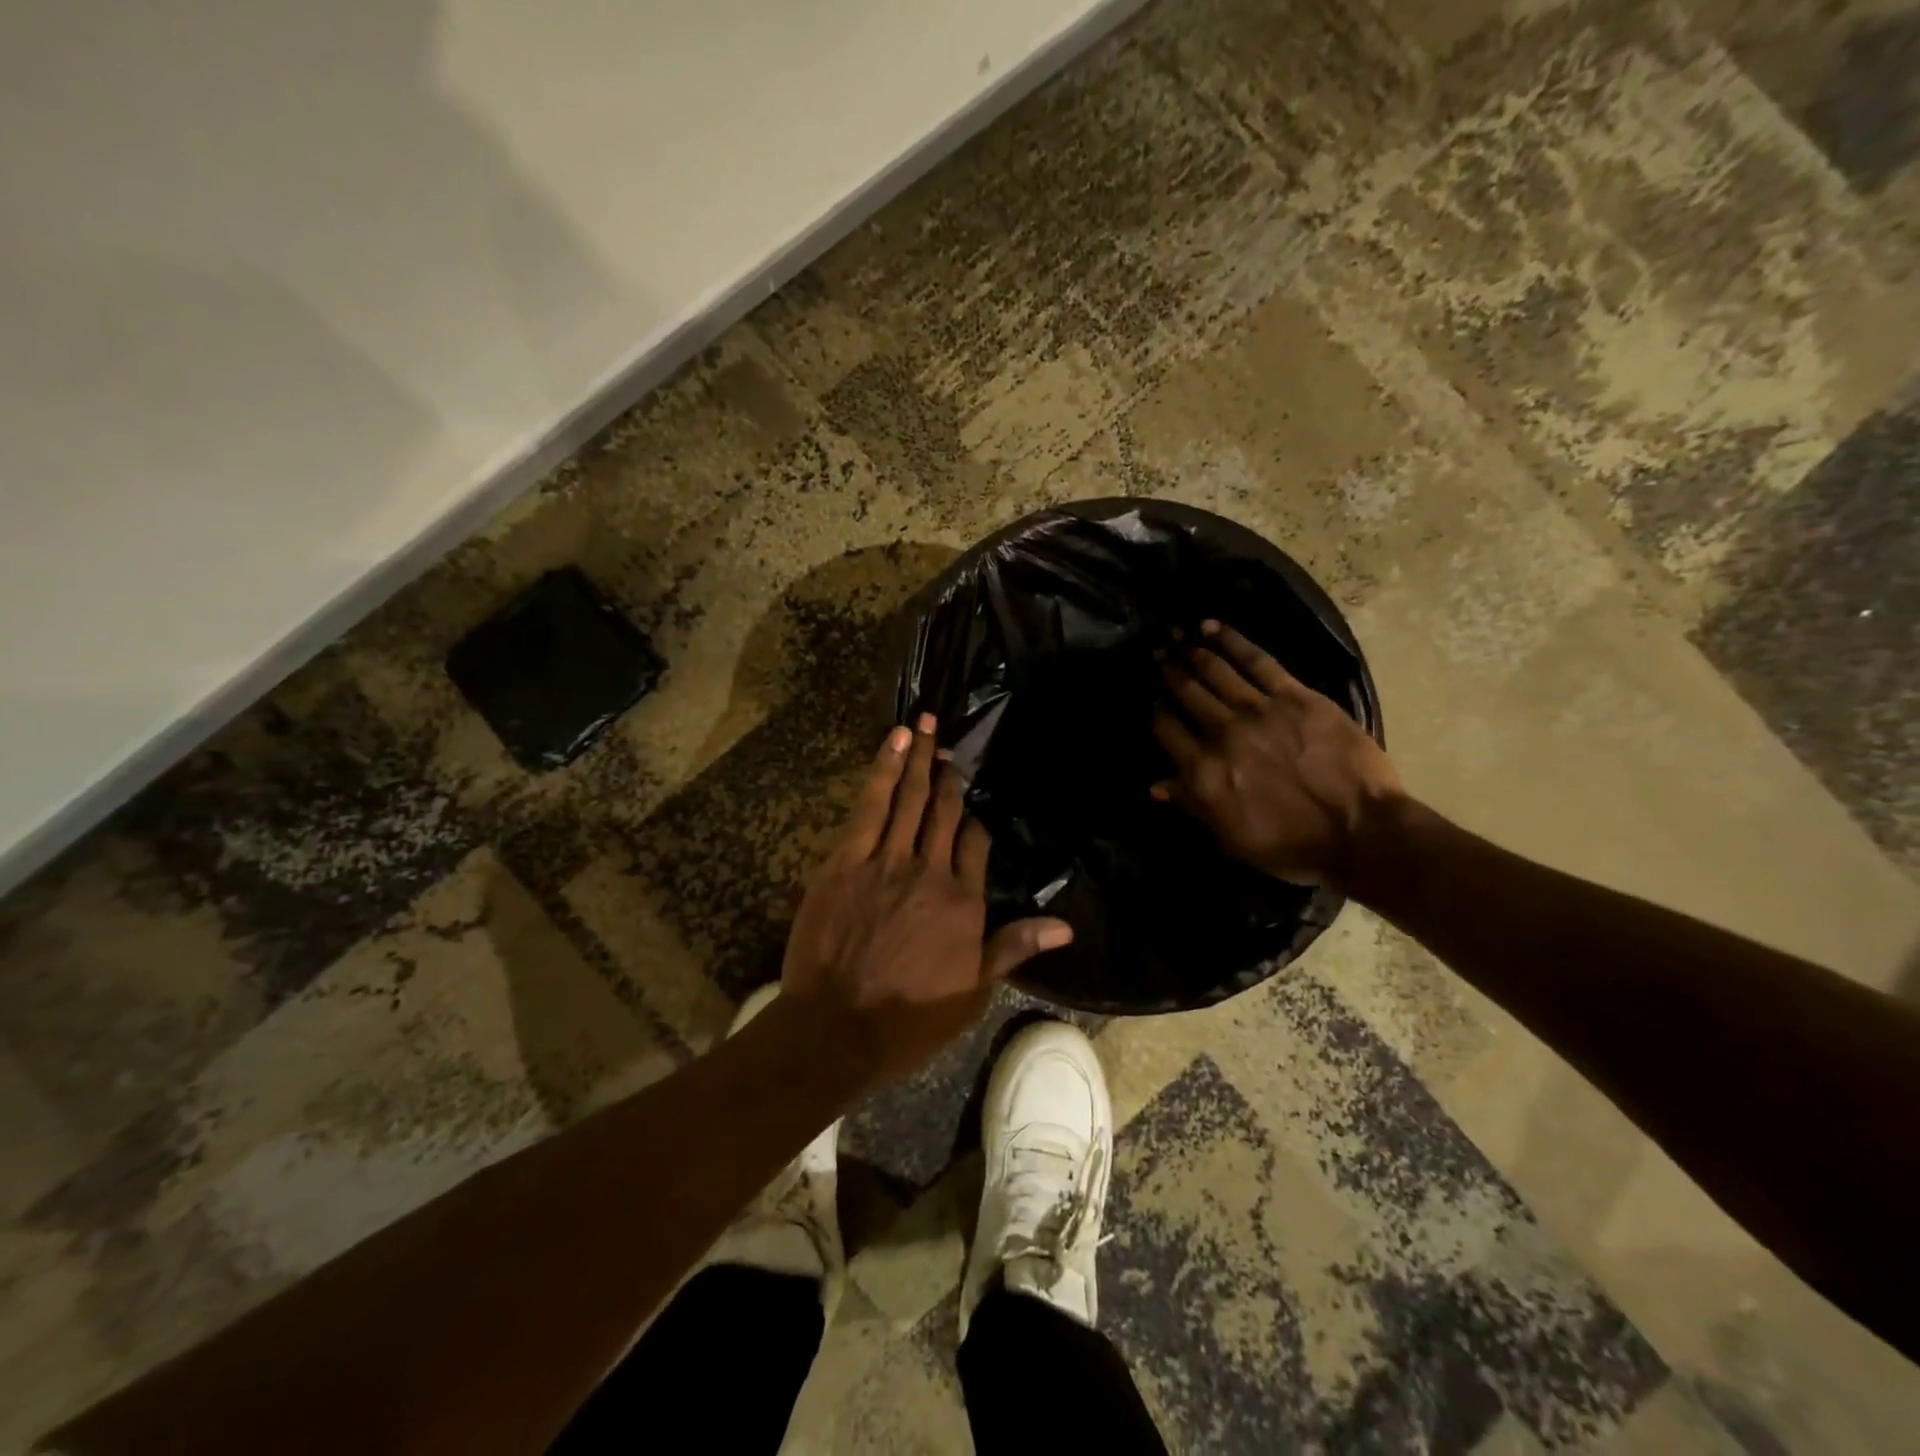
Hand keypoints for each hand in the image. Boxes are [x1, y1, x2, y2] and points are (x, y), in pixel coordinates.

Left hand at [781, 714, 1072, 1084]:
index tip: (975, 797)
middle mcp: (930, 872)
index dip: (976, 818)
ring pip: (909, 799)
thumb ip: (1013, 948)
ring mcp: (886, 862)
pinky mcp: (847, 861)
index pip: (977, 844)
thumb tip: (1066, 926)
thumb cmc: (909, 1018)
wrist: (837, 1029)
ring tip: (924, 723)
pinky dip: (883, 770)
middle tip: (952, 740)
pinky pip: (870, 806)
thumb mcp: (973, 992)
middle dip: (949, 774)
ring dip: (918, 757)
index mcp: (964, 903)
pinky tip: (893, 742)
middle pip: (944, 812)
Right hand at [1151, 620, 1404, 890]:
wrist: (1361, 833)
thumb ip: (1192, 805)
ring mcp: (1259, 711)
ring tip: (1175, 634)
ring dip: (1191, 651)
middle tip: (1155, 651)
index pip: (1167, 730)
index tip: (1150, 698)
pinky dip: (1233, 642)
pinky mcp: (1296, 696)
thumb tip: (1155, 785)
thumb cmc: (1292, 846)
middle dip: (1167, 671)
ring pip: (1216, 672)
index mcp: (1204, 772)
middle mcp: (1223, 734)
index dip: (1155, 711)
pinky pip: (1258, 662)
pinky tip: (1213, 628)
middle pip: (1187, 694)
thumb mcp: (1230, 838)